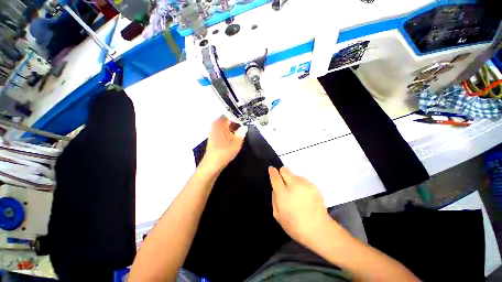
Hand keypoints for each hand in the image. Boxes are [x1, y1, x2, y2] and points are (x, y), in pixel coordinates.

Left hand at [200, 116, 246, 173]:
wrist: (212, 164)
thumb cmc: (224, 153)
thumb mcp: (237, 143)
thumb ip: (242, 132)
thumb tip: (245, 126)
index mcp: (219, 123)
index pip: (230, 112)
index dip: (239, 114)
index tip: (246, 117)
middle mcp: (216, 123)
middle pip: (229, 117)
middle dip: (238, 120)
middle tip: (246, 123)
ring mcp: (215, 129)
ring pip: (227, 123)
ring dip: (235, 125)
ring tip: (243, 128)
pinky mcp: (215, 134)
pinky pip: (225, 128)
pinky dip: (231, 130)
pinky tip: (237, 133)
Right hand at [268, 167, 331, 245]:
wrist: (319, 230)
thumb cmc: (295, 225)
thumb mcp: (278, 215)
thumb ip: (274, 199)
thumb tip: (275, 189)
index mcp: (283, 193)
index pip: (275, 177)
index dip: (272, 172)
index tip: (271, 169)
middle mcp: (294, 185)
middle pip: (285, 170)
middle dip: (282, 173)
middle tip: (284, 182)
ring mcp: (305, 184)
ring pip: (294, 175)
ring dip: (292, 180)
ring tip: (296, 193)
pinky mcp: (314, 186)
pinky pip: (303, 180)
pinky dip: (301, 184)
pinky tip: (304, 196)